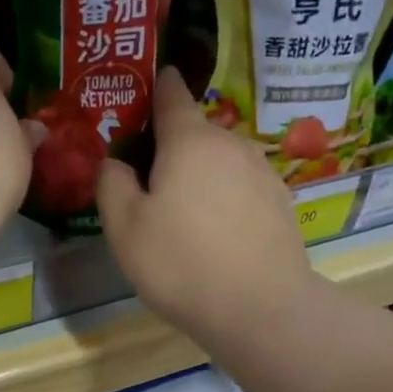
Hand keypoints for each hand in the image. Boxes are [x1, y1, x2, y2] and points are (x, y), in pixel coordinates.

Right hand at [97, 69, 315, 350]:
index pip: (171, 94)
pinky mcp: (281, 203)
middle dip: (172, 146)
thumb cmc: (181, 264)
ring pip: (221, 162)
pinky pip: (242, 188)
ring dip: (201, 175)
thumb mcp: (125, 229)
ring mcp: (262, 173)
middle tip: (149, 178)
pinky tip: (217, 234)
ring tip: (184, 213)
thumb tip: (116, 163)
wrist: (260, 308)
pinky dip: (226, 199)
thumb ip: (112, 185)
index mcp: (189, 141)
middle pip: (196, 133)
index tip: (148, 83)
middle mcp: (231, 144)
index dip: (157, 86)